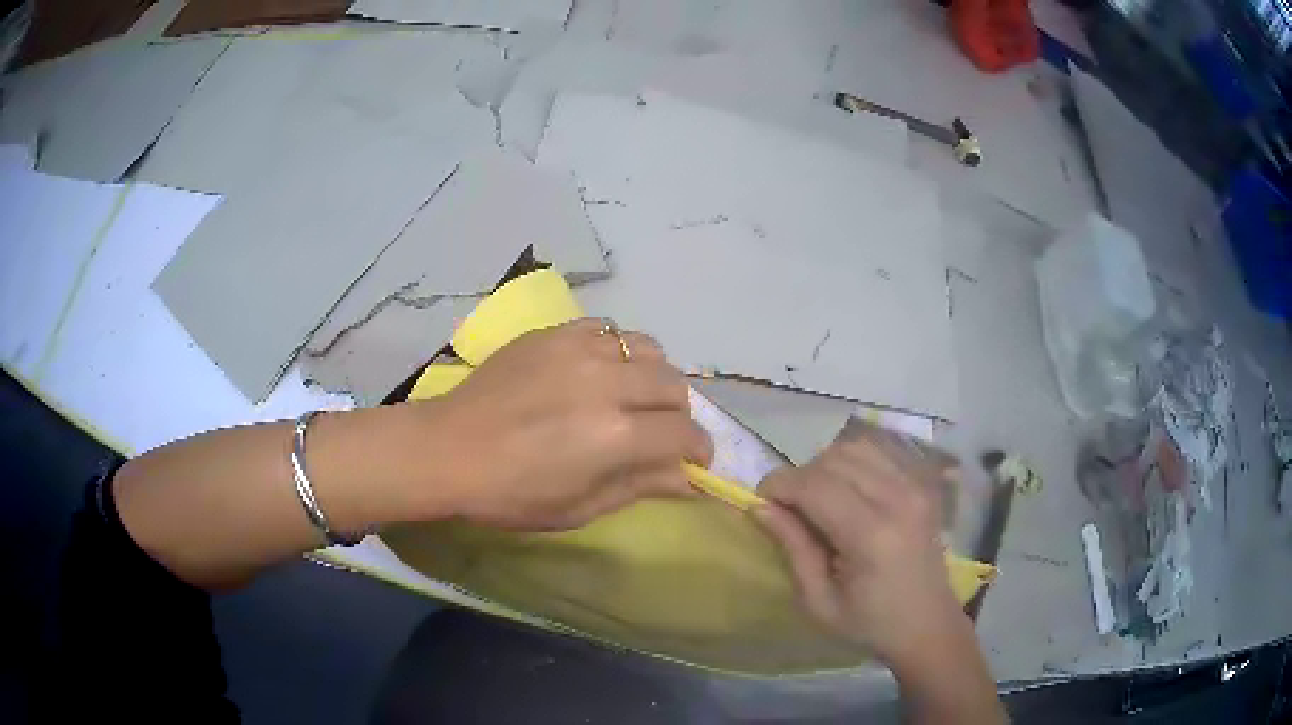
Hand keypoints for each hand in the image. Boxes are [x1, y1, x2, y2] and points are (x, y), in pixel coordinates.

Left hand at [419, 319, 711, 529]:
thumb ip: (640, 486)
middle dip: (678, 414)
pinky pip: (607, 329)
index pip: (685, 434)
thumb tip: (688, 478)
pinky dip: (616, 350)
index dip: (698, 450)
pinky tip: (597, 370)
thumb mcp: (579, 507)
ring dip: (651, 376)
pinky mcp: (554, 333)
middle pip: (674, 385)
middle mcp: (608, 382)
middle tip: (659, 432)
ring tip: (632, 395)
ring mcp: (579, 349)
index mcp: (616, 435)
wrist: (448, 450)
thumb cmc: (511, 493)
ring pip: (647, 348)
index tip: (693, 461)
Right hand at [753, 427, 966, 670]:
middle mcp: (897, 499)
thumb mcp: (819, 602)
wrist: (928, 625)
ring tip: (816, 500)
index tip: (760, 503)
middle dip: (800, 477)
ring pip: (854, 448)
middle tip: (788, 509)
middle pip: (833, 459)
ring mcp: (915, 487)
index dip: (779, 485)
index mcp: (871, 535)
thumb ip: (793, 548)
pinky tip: (845, 493)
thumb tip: (760, 507)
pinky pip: (877, 454)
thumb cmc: (870, 625)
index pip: (815, 485)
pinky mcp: (921, 485)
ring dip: (825, 467)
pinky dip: (851, 464)